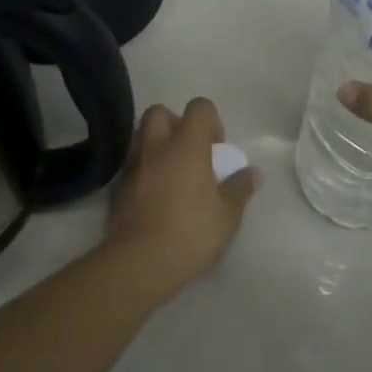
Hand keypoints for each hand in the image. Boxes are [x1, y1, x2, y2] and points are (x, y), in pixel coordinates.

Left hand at [107, 98, 258, 292]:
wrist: (139, 264)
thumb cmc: (191, 233)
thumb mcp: (227, 215)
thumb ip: (240, 188)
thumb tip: (254, 172)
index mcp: (187, 145)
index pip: (199, 107)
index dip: (211, 121)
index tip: (216, 148)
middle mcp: (157, 147)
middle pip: (160, 112)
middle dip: (175, 124)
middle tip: (189, 152)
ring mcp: (133, 166)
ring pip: (141, 136)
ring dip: (156, 145)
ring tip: (171, 172)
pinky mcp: (117, 188)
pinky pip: (131, 165)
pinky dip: (143, 169)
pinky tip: (153, 194)